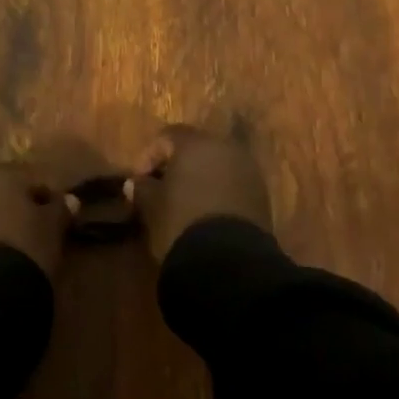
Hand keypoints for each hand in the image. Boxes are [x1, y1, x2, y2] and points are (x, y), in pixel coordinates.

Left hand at [0, 137, 108, 285]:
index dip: (46, 200)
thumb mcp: (52, 229)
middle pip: (0, 191)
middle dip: (14, 208)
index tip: (57, 222)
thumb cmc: (24, 248)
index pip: (31, 180)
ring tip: (9, 251)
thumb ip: (60, 210)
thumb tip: (69, 200)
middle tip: (32, 234)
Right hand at [128, 124, 271, 260]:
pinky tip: (205, 214)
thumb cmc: (182, 222)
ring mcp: (248, 171)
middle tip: (160, 188)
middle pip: (196, 148)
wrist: (230, 262)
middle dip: (176, 165)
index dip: (149, 155)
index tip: (138, 180)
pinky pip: (233, 185)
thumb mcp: (152, 206)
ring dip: (199, 179)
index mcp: (197, 144)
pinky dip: (218, 193)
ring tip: (183, 203)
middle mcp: (226, 148)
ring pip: (217, 166)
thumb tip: (136, 183)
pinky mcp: (261, 196)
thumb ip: (143, 189)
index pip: (167, 136)